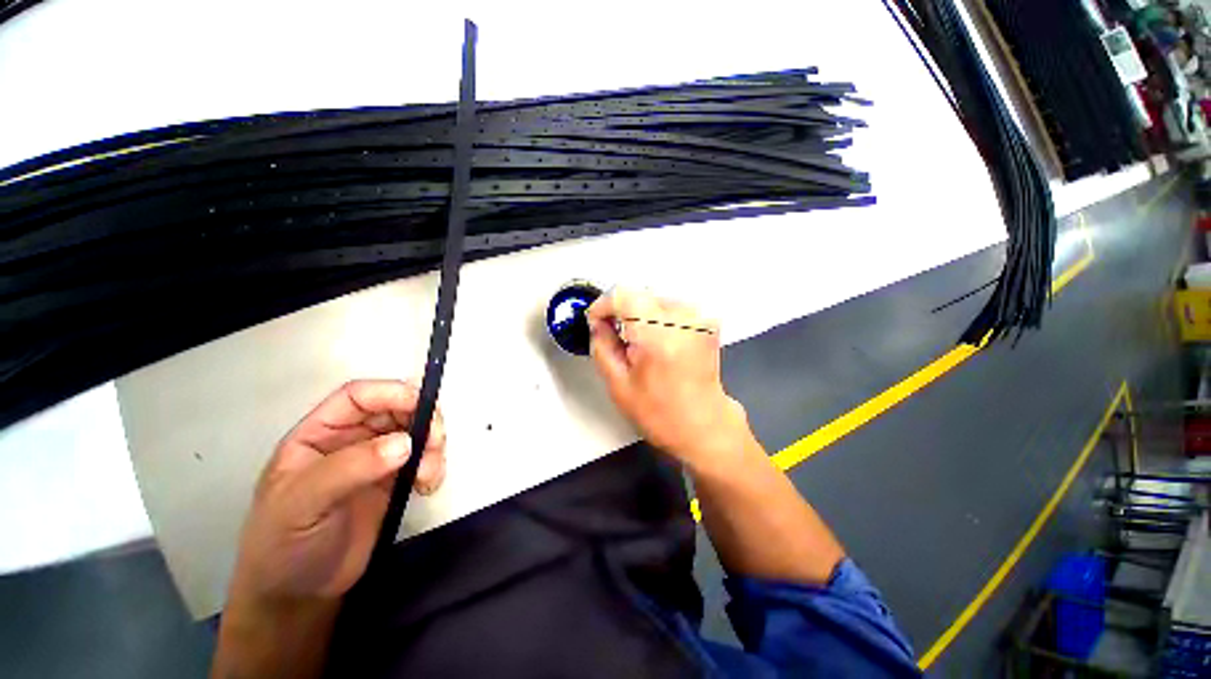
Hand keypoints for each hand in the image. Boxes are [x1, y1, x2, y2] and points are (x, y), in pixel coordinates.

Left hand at [228, 379, 446, 606]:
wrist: (299, 596)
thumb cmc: (284, 545)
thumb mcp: (303, 504)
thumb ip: (350, 469)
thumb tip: (405, 443)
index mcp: (319, 435)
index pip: (358, 397)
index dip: (391, 393)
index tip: (423, 406)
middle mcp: (350, 441)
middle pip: (396, 410)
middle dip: (422, 420)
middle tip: (436, 442)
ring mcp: (374, 461)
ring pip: (415, 433)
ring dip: (432, 446)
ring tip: (429, 475)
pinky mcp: (393, 482)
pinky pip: (423, 460)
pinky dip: (434, 466)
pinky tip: (428, 487)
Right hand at [587, 288, 751, 466]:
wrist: (705, 425)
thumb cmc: (663, 415)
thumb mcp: (619, 385)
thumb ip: (602, 347)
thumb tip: (597, 324)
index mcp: (658, 336)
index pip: (623, 296)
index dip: (603, 305)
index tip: (596, 320)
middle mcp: (683, 321)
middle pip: (639, 294)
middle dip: (621, 311)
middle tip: (613, 335)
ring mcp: (698, 319)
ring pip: (654, 298)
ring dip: (639, 314)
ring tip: (637, 343)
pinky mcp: (706, 322)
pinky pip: (671, 308)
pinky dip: (657, 318)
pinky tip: (655, 342)